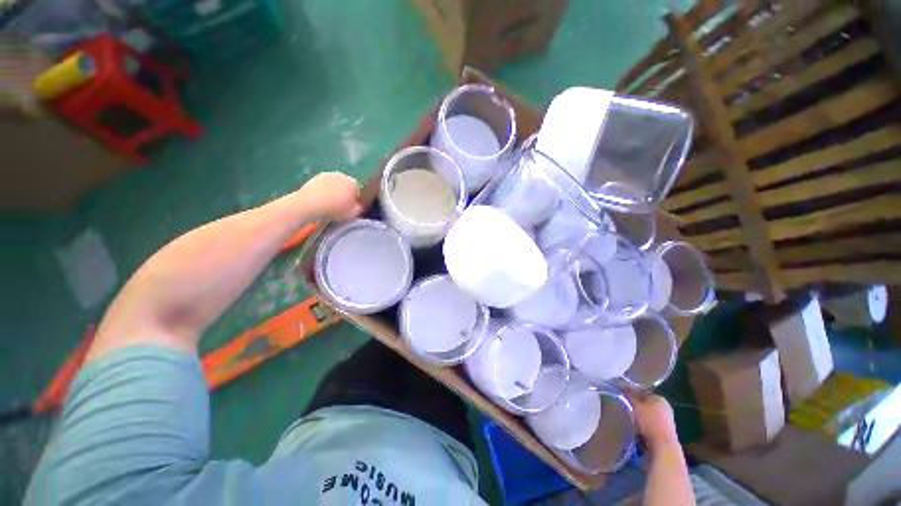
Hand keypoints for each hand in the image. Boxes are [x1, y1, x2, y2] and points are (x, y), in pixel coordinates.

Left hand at [298, 172, 362, 220]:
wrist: (311, 203)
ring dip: (333, 191)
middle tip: (339, 205)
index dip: (355, 199)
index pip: (357, 190)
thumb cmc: (335, 209)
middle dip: (344, 193)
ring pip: (334, 184)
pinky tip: (320, 200)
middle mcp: (342, 175)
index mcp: (353, 183)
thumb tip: (358, 205)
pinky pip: (324, 185)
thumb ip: (359, 208)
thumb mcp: (353, 213)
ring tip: (329, 203)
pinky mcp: (315, 177)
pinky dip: (323, 191)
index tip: (350, 207)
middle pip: (346, 185)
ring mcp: (328, 174)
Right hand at [627, 393, 678, 449]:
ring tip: (632, 418)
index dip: (631, 392)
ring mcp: (667, 417)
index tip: (622, 396)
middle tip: (627, 407)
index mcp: (658, 397)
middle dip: (636, 404)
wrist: (663, 444)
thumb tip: (622, 386)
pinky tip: (640, 427)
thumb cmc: (649, 421)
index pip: (642, 391)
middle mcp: (665, 405)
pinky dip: (645, 422)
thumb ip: (629, 395)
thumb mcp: (636, 405)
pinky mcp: (666, 428)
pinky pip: (652, 421)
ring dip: (640, 414)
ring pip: (649, 412)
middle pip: (646, 402)